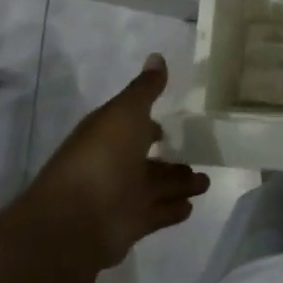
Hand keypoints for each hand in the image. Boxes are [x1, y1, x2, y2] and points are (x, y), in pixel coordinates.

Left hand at [32, 54, 209, 268]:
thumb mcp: (126, 112)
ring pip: (156, 187)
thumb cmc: (102, 157)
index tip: (173, 121)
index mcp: (108, 135)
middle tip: (200, 154)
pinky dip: (173, 210)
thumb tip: (157, 56)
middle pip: (147, 161)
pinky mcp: (129, 225)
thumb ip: (145, 89)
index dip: (149, 124)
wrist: (76, 220)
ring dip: (180, 184)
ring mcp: (120, 197)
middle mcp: (112, 165)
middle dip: (171, 159)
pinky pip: (157, 214)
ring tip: (205, 182)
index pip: (131, 126)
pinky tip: (191, 206)